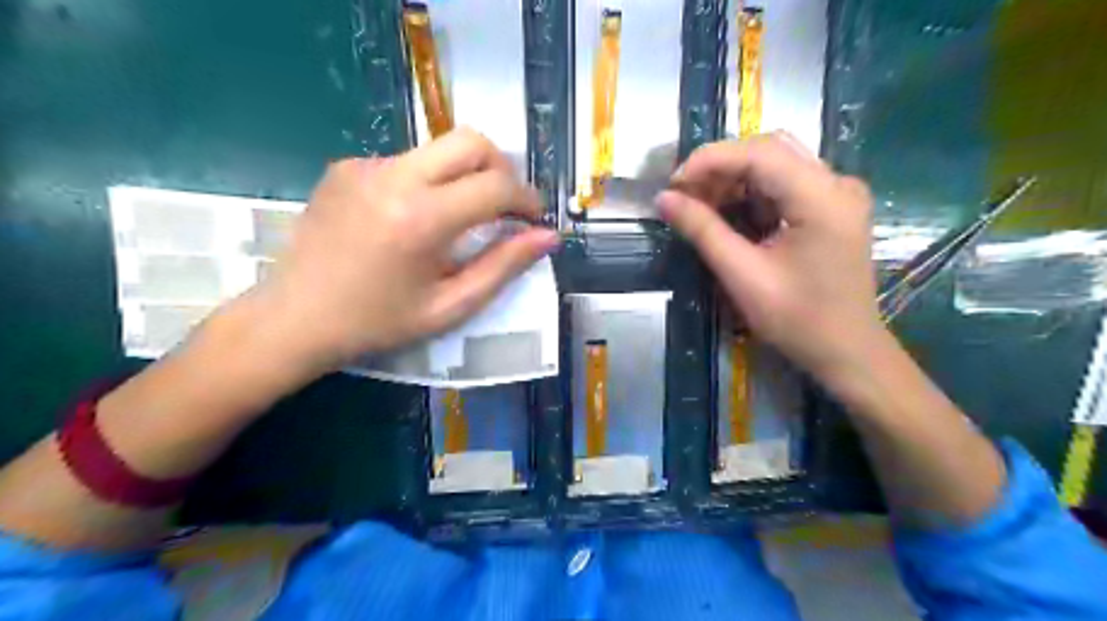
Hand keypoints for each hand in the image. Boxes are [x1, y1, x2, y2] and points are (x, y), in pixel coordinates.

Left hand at [233, 127, 562, 375]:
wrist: (294, 318)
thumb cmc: (378, 322)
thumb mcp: (450, 305)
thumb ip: (503, 266)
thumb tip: (547, 236)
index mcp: (422, 218)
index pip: (495, 185)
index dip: (527, 199)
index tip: (533, 218)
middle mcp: (394, 177)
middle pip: (470, 141)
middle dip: (501, 168)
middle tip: (505, 206)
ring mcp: (365, 166)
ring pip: (438, 149)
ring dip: (463, 176)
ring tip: (459, 218)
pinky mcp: (346, 166)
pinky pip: (406, 161)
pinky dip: (427, 182)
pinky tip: (413, 219)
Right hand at [656, 132, 882, 381]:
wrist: (847, 352)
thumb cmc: (798, 320)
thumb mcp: (743, 275)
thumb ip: (703, 231)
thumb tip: (663, 199)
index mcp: (822, 197)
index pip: (759, 153)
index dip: (709, 160)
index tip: (672, 185)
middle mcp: (837, 183)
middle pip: (769, 150)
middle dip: (720, 167)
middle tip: (683, 195)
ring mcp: (838, 193)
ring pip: (776, 163)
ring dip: (733, 178)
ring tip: (698, 204)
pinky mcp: (832, 207)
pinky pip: (785, 183)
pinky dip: (751, 192)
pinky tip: (727, 211)